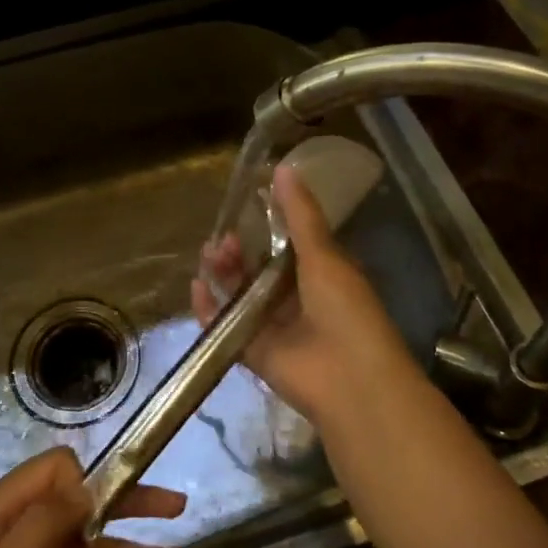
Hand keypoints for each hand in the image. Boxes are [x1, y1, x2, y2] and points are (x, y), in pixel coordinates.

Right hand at [190, 162, 418, 424]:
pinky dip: (209, 309)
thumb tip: (282, 166)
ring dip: (222, 274)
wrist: (350, 381)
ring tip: (210, 256)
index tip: (243, 207)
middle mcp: (295, 299)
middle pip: (256, 269)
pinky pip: (225, 327)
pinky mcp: (254, 353)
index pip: (285, 244)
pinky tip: (197, 288)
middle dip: (237, 252)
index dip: (263, 226)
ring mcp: (273, 327)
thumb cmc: (344, 310)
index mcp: (319, 274)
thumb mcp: (323, 255)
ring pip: (239, 295)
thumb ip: (300, 215)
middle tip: (222, 240)